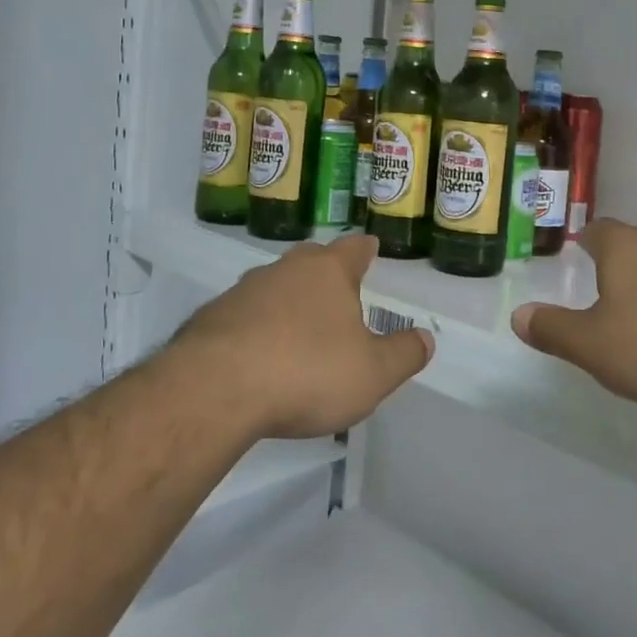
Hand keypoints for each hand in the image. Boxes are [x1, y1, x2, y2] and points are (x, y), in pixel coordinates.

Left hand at [174, 234, 433, 438]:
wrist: (216, 389)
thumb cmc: (307, 372)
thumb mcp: (372, 374)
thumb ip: (403, 354)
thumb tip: (425, 337)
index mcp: (328, 273)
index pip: (354, 248)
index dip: (365, 249)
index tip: (370, 247)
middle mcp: (285, 270)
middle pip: (311, 259)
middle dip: (326, 270)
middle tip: (338, 288)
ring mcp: (244, 290)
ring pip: (274, 285)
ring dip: (288, 300)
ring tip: (299, 328)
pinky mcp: (211, 317)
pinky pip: (244, 314)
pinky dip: (257, 326)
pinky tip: (259, 354)